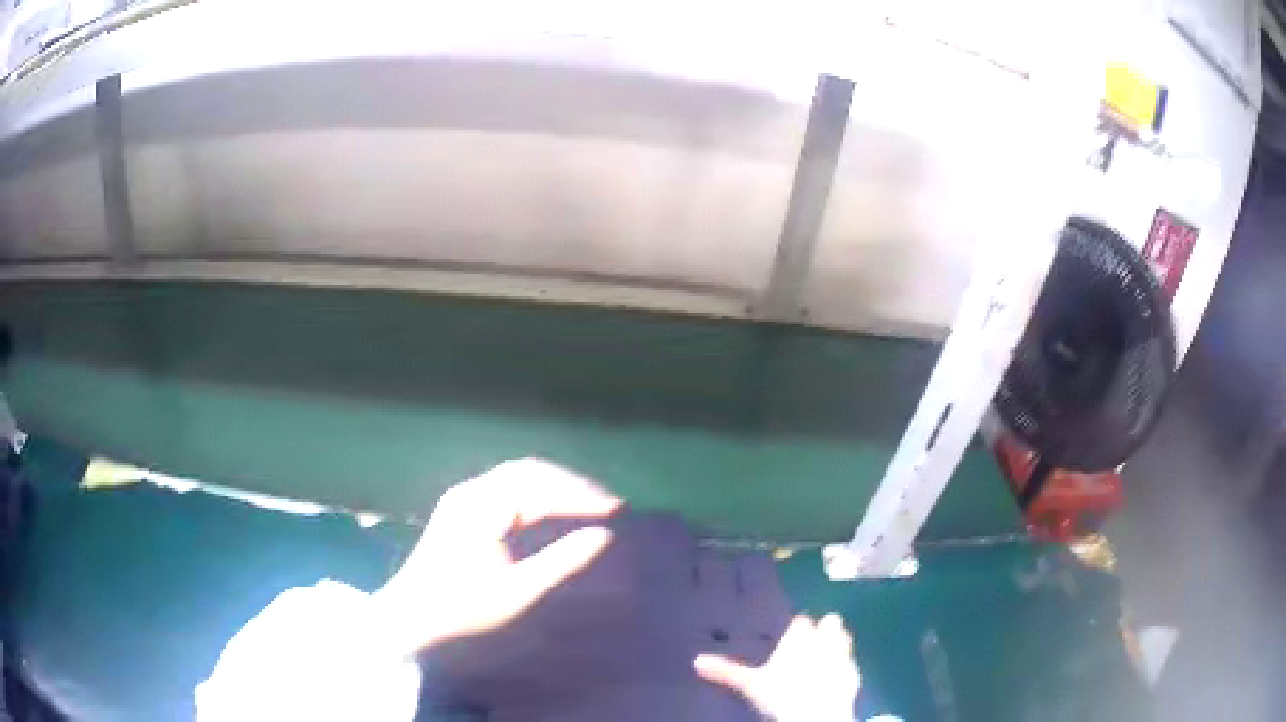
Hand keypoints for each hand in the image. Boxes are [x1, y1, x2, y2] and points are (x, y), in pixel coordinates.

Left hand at [372, 458, 619, 656]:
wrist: (410, 617)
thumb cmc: (463, 607)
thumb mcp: (518, 592)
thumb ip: (562, 562)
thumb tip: (604, 536)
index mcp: (481, 506)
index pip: (540, 485)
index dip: (581, 495)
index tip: (617, 510)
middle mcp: (471, 492)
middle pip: (530, 472)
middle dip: (572, 485)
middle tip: (609, 506)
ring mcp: (464, 498)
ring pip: (519, 477)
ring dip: (556, 487)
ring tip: (590, 505)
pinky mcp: (463, 509)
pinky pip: (507, 489)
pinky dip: (538, 495)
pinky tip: (555, 510)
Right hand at [695, 614, 860, 721]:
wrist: (818, 712)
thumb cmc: (782, 693)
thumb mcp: (750, 684)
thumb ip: (727, 670)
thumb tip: (696, 660)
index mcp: (800, 636)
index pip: (801, 621)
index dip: (798, 626)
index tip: (793, 631)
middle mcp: (824, 638)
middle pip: (830, 622)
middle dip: (825, 627)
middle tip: (813, 640)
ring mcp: (843, 654)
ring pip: (844, 638)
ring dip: (837, 643)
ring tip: (826, 655)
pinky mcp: (855, 672)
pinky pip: (851, 663)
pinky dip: (845, 666)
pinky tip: (836, 676)